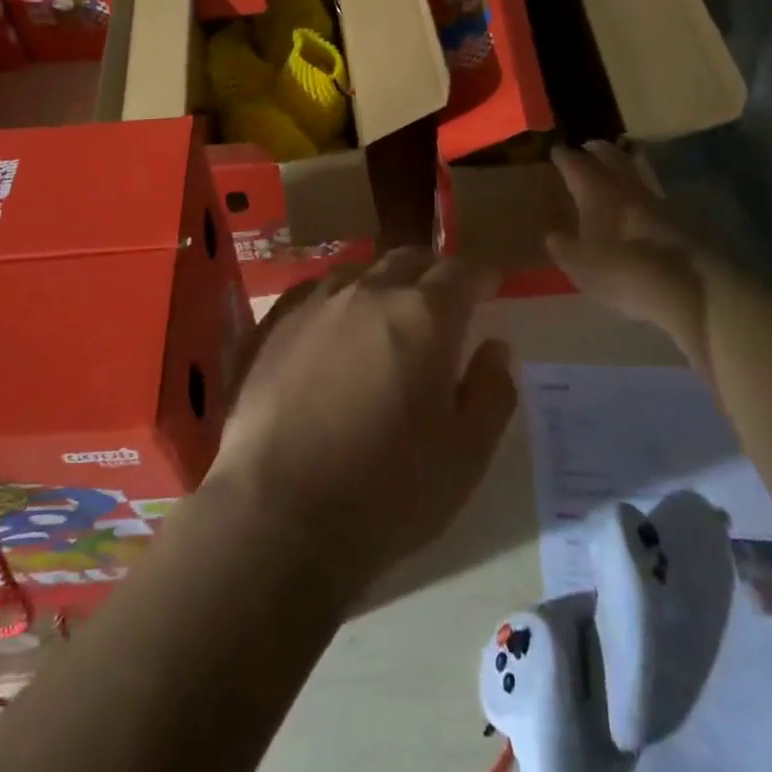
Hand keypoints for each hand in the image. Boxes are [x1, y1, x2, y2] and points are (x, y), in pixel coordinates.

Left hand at [207, 250, 518, 611]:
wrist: (278, 510)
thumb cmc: (387, 490)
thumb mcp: (466, 455)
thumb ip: (492, 392)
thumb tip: (495, 347)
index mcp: (423, 315)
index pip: (460, 272)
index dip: (479, 276)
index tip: (488, 288)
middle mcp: (369, 292)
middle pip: (408, 260)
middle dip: (432, 273)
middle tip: (442, 300)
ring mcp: (316, 302)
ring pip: (360, 272)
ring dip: (382, 284)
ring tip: (386, 314)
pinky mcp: (276, 322)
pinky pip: (316, 291)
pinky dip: (338, 299)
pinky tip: (334, 327)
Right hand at [545, 142, 717, 373]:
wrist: (690, 287)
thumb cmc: (623, 272)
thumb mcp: (581, 267)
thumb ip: (564, 248)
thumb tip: (553, 235)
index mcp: (595, 191)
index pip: (574, 163)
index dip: (563, 156)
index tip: (555, 151)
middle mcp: (625, 186)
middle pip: (610, 156)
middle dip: (596, 149)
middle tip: (587, 147)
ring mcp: (657, 199)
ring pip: (638, 168)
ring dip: (626, 160)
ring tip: (619, 159)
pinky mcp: (681, 217)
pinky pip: (655, 190)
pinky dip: (644, 186)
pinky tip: (641, 198)